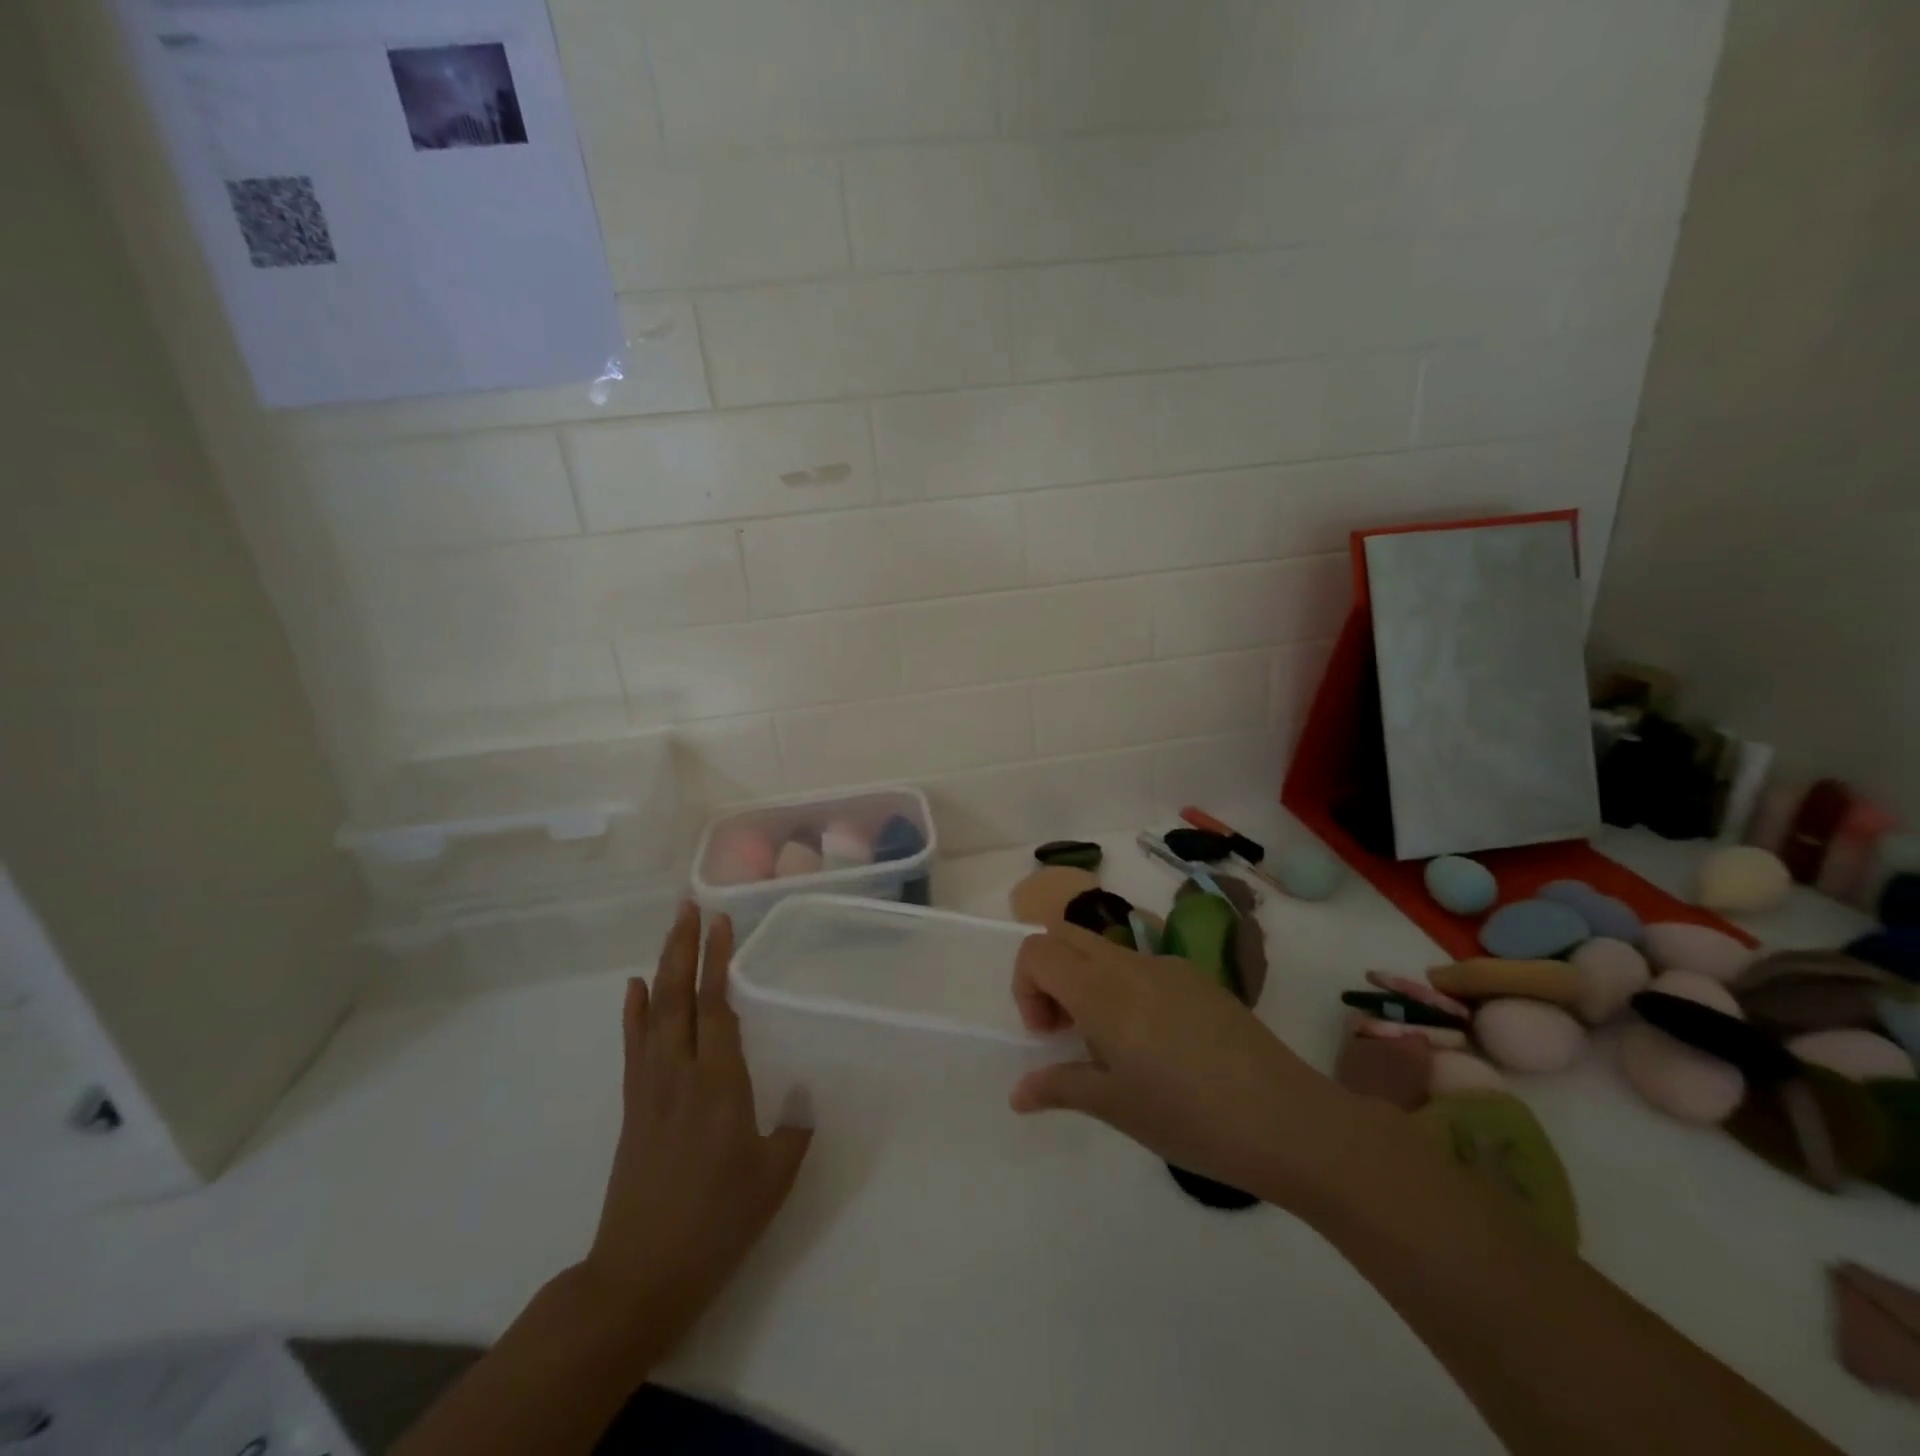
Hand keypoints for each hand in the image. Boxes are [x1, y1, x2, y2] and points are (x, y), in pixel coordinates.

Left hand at [579, 903, 810, 1340]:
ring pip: (655, 1013)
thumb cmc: (717, 1223)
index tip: (722, 920)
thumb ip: (794, 1128)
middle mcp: (681, 1073)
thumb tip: (805, 1095)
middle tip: (691, 906)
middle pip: (679, 997)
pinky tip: (635, 988)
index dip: (718, 961)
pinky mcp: (634, 1106)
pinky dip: (634, 1012)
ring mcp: (651, 1088)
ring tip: (672, 930)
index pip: (717, 1006)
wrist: (640, 1275)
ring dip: (662, 966)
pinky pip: (634, 1046)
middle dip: (685, 947)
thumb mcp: (774, 1178)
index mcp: (719, 1084)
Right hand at [1010, 921, 1362, 1208]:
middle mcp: (1130, 964)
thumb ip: (1060, 1087)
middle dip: (1050, 974)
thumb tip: (1018, 1093)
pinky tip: (1158, 1045)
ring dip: (1088, 980)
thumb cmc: (1188, 1117)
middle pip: (1066, 934)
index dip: (1025, 987)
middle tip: (1067, 1030)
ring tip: (1114, 1045)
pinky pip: (1142, 965)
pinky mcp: (1199, 978)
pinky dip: (1125, 988)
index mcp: (1102, 991)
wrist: (1287, 1120)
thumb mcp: (1115, 1107)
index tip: (1048, 1035)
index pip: (1037, 951)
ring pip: (1105, 949)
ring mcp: (1169, 966)